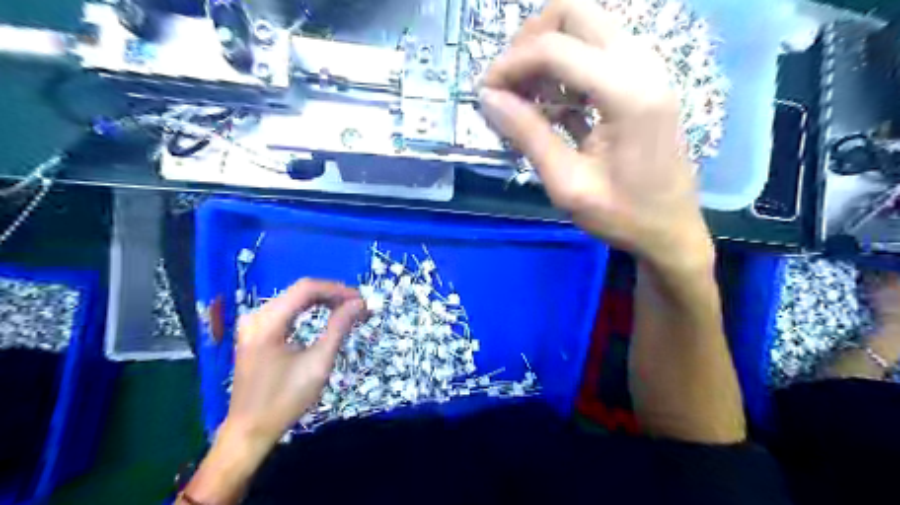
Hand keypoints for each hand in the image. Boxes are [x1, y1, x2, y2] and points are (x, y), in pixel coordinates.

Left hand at [225, 278, 365, 447]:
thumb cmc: (285, 399)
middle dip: (332, 295)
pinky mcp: (255, 331)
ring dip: (323, 301)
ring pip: (294, 298)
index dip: (336, 290)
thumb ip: (339, 328)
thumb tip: (359, 304)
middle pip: (300, 291)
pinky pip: (287, 309)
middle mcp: (256, 316)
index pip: (306, 288)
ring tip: (348, 310)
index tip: (361, 300)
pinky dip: (309, 310)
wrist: (249, 430)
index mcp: (267, 323)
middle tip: (358, 307)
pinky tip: (326, 315)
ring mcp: (253, 323)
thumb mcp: (318, 363)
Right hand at [481, 0, 714, 270]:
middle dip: (530, 42)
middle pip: (574, 13)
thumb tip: (488, 98)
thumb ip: (529, 135)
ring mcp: (647, 67)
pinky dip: (567, 65)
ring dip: (548, 51)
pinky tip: (554, 103)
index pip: (554, 48)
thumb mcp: (567, 184)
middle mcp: (642, 64)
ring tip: (527, 97)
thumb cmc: (621, 215)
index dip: (510, 65)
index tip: (485, 92)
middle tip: (509, 84)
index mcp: (627, 93)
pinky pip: (598, 49)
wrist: (670, 230)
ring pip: (586, 25)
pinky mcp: (644, 79)